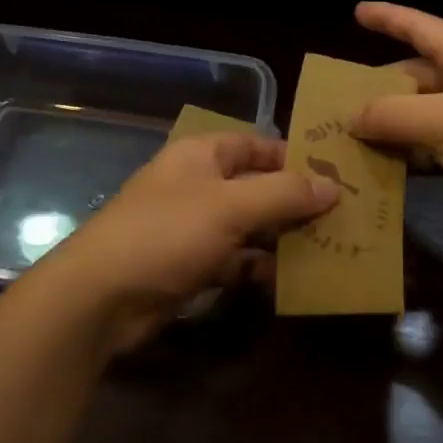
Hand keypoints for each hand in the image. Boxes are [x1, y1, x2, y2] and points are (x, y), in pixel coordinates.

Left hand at [37, 132, 336, 351]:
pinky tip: (292, 281)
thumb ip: (284, 193)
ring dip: (282, 238)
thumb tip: (333, 186)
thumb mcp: (231, 206)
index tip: (336, 174)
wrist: (100, 298)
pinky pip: (235, 260)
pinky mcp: (190, 267)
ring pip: (249, 226)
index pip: (257, 144)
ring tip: (329, 249)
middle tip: (342, 217)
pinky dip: (260, 268)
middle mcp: (199, 185)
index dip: (294, 156)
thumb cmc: (167, 233)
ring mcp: (193, 228)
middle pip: (256, 187)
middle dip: (294, 202)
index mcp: (202, 155)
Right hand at [348, 2, 442, 231]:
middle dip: (377, 87)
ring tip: (344, 137)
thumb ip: (394, 115)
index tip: (357, 10)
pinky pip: (431, 148)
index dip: (389, 17)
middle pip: (414, 75)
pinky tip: (378, 168)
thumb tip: (351, 116)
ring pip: (419, 115)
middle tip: (334, 102)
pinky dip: (406, 156)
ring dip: (388, 126)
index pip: (421, 27)